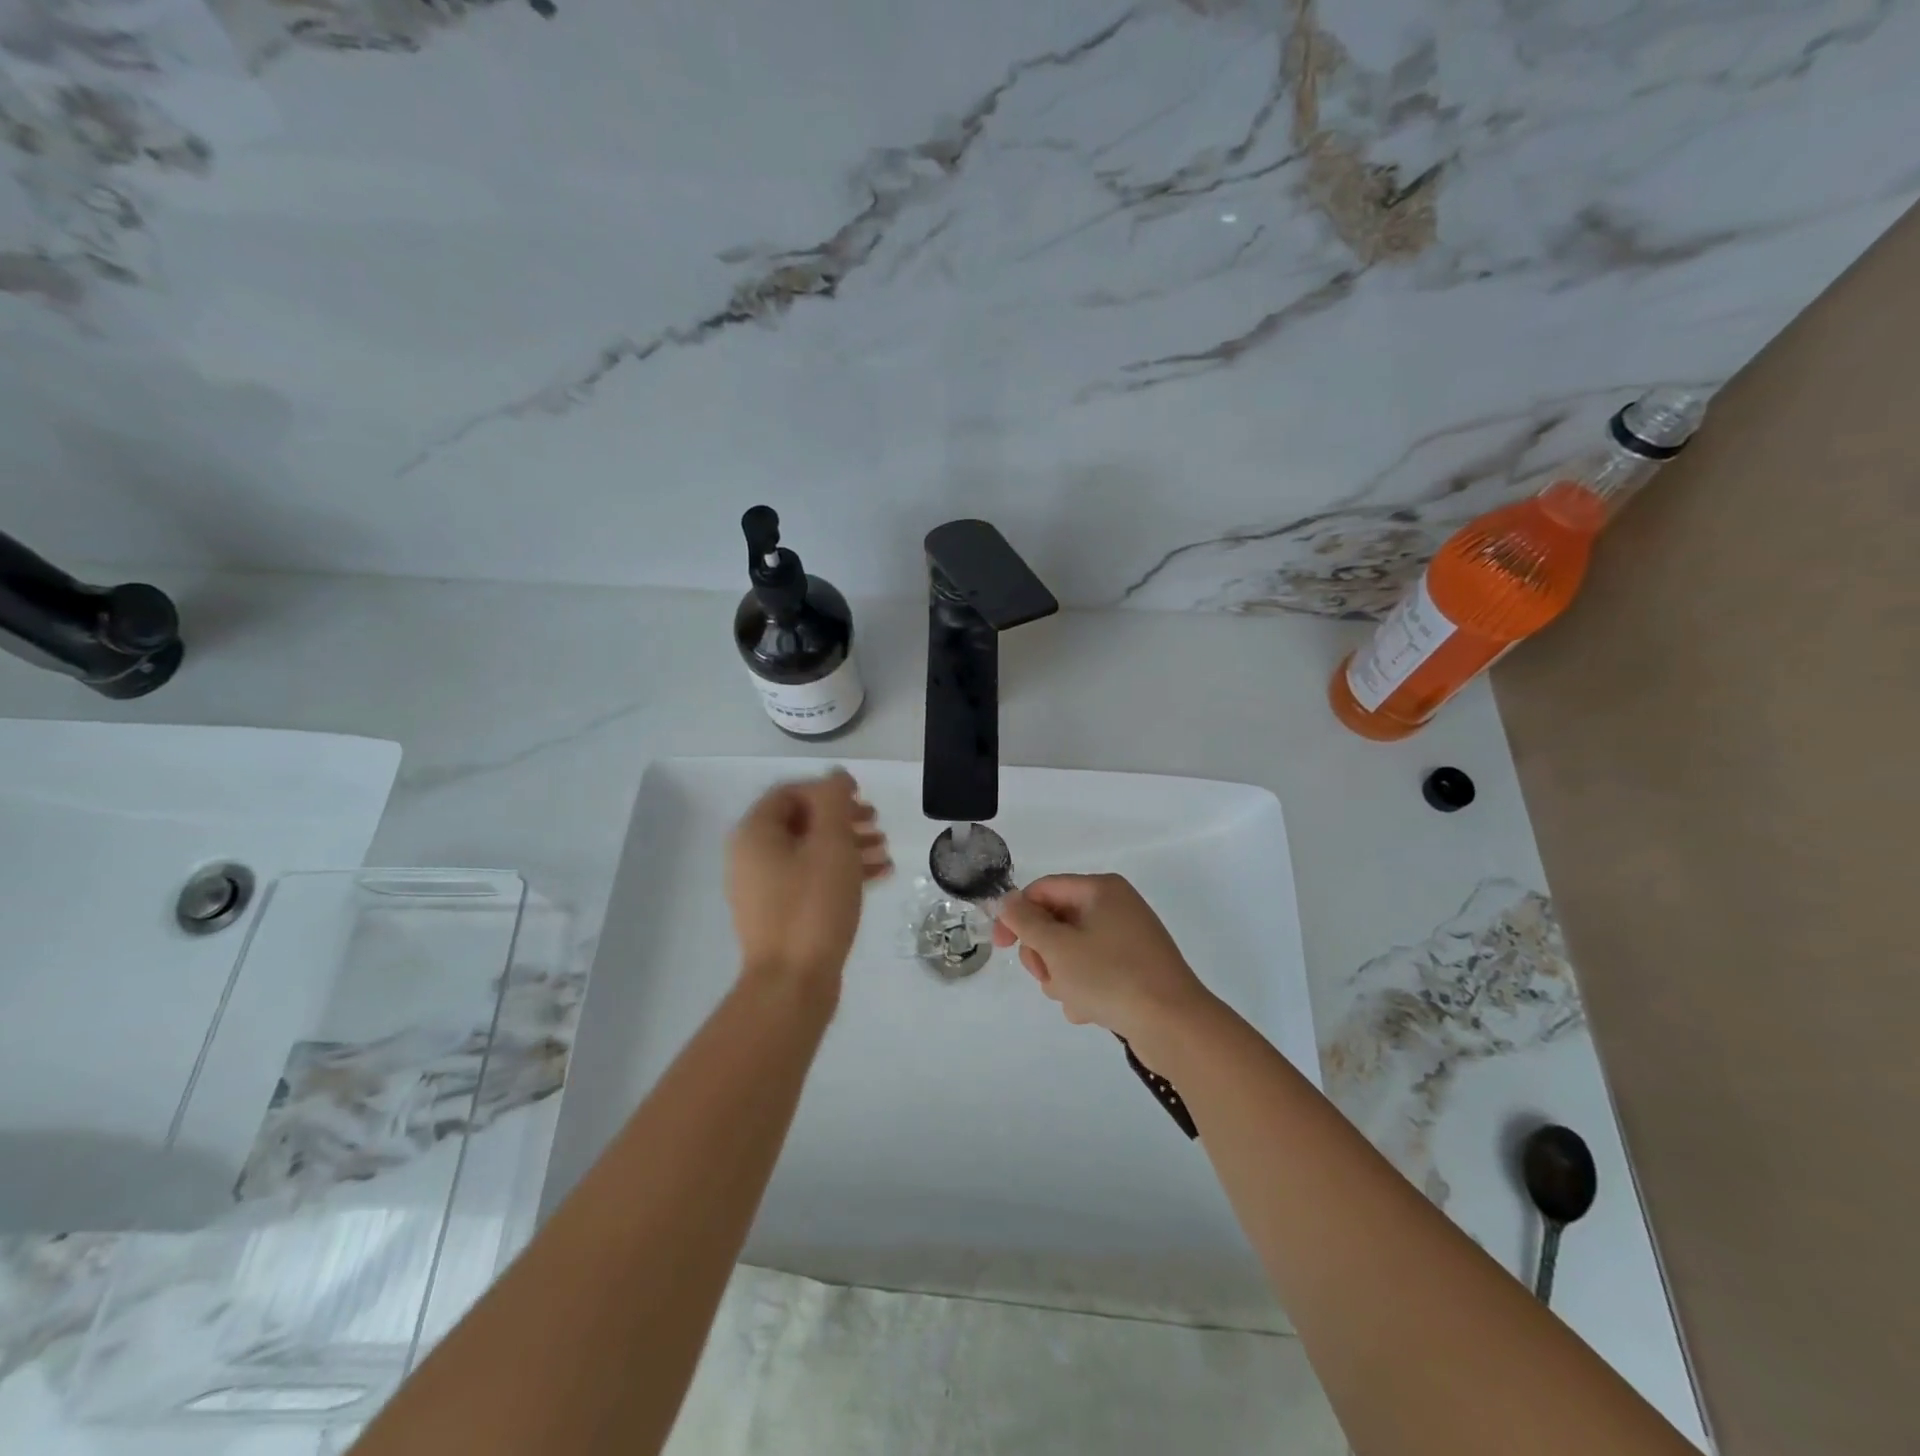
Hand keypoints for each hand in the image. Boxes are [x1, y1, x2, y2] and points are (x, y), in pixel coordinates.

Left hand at [727, 769, 890, 995]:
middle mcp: (751, 857)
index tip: (861, 798)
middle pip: (801, 822)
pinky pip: (811, 880)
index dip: (827, 790)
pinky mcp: (779, 915)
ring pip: (810, 852)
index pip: (790, 792)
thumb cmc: (812, 905)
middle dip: (842, 819)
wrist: (792, 983)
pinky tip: (879, 876)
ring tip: (883, 850)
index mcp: (755, 833)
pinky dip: (841, 872)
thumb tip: (835, 777)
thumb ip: (834, 801)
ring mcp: (763, 889)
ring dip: (848, 845)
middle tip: (876, 822)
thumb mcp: (831, 844)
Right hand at [993, 874, 1216, 1053]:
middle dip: (1043, 953)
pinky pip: (1094, 971)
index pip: (1043, 890)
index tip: (1000, 946)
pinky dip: (1085, 989)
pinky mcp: (1136, 969)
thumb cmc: (1110, 977)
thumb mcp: (1057, 947)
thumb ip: (1025, 921)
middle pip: (1057, 921)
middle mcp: (1116, 906)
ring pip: (1072, 951)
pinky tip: (1090, 1011)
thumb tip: (1007, 901)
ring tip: (1073, 998)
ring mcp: (1128, 939)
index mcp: (1101, 889)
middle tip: (1045, 976)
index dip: (1016, 915)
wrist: (1174, 1025)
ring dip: (1062, 976)